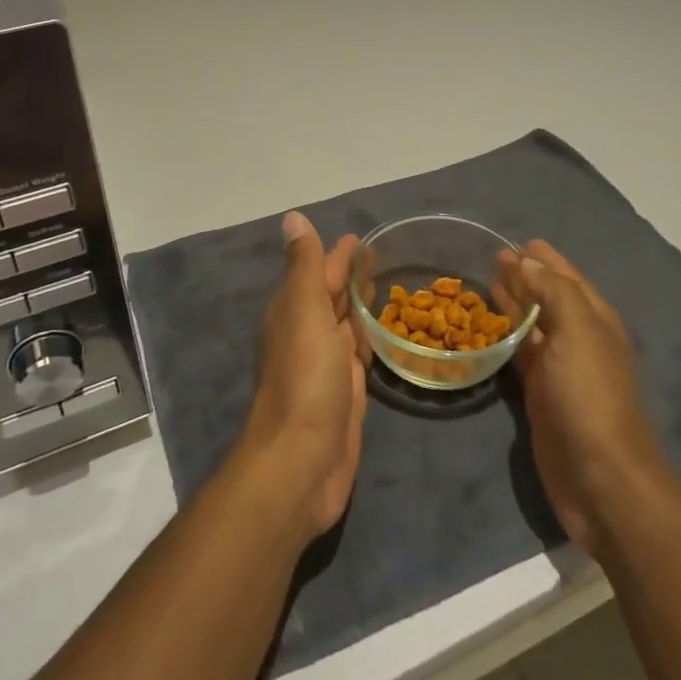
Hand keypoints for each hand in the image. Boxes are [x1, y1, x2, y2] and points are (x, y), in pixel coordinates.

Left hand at [236, 212, 368, 539]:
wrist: (301, 462)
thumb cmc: (305, 380)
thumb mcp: (304, 311)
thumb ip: (305, 267)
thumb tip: (294, 217)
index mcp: (293, 311)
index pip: (319, 271)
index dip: (339, 254)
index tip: (363, 237)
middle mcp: (308, 334)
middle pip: (332, 297)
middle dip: (351, 276)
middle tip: (382, 256)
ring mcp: (327, 366)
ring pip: (346, 325)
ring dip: (361, 306)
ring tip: (387, 287)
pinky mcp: (347, 393)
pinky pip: (359, 356)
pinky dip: (369, 340)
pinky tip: (383, 334)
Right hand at [497, 242, 667, 556]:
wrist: (599, 477)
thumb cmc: (590, 396)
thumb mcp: (578, 332)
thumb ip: (554, 291)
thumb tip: (526, 259)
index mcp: (594, 319)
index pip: (566, 276)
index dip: (543, 258)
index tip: (513, 240)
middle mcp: (578, 338)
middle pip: (548, 297)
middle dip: (524, 276)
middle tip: (491, 257)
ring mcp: (559, 368)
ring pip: (532, 324)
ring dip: (513, 302)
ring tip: (485, 282)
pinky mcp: (539, 394)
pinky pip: (519, 353)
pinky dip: (504, 336)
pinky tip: (486, 327)